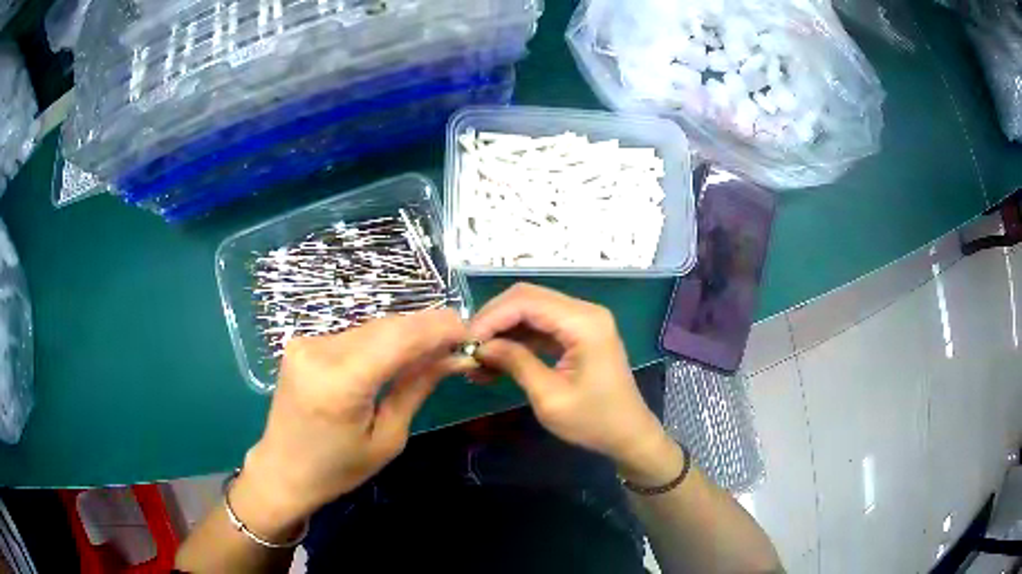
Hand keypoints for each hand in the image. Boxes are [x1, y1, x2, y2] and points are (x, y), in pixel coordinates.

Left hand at [231, 309, 473, 540]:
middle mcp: (318, 351)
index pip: (399, 337)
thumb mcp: (387, 437)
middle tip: (459, 342)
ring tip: (434, 349)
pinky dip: (382, 340)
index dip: (439, 327)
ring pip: (372, 326)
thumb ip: (416, 387)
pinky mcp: (303, 342)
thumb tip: (454, 356)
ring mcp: (307, 342)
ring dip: (405, 333)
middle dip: (427, 328)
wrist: (282, 470)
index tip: (470, 333)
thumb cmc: (337, 469)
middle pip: (387, 325)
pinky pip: (354, 334)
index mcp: (339, 383)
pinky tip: (398, 354)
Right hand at [469, 283, 676, 482]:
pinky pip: (541, 325)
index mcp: (584, 323)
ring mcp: (583, 321)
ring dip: (503, 329)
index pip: (526, 301)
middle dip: (494, 320)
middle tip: (469, 347)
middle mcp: (585, 312)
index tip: (466, 342)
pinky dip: (518, 338)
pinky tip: (497, 359)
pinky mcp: (578, 333)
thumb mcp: (549, 397)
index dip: (491, 317)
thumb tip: (480, 346)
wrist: (628, 435)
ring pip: (531, 310)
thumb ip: (516, 363)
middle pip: (527, 298)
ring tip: (478, 357)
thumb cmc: (593, 421)